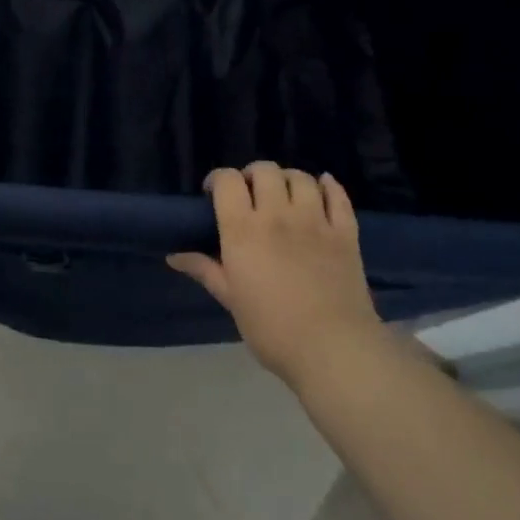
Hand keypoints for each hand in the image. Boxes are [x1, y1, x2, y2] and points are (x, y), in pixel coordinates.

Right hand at [168, 162, 380, 383]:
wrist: (333, 349)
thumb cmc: (271, 328)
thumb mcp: (231, 299)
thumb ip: (205, 270)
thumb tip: (174, 256)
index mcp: (243, 230)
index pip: (227, 181)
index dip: (217, 179)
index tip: (213, 194)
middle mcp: (278, 215)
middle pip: (264, 170)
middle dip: (252, 175)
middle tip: (249, 194)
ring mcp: (316, 221)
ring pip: (300, 177)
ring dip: (287, 179)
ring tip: (283, 195)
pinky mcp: (346, 232)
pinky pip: (338, 196)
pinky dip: (328, 186)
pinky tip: (322, 188)